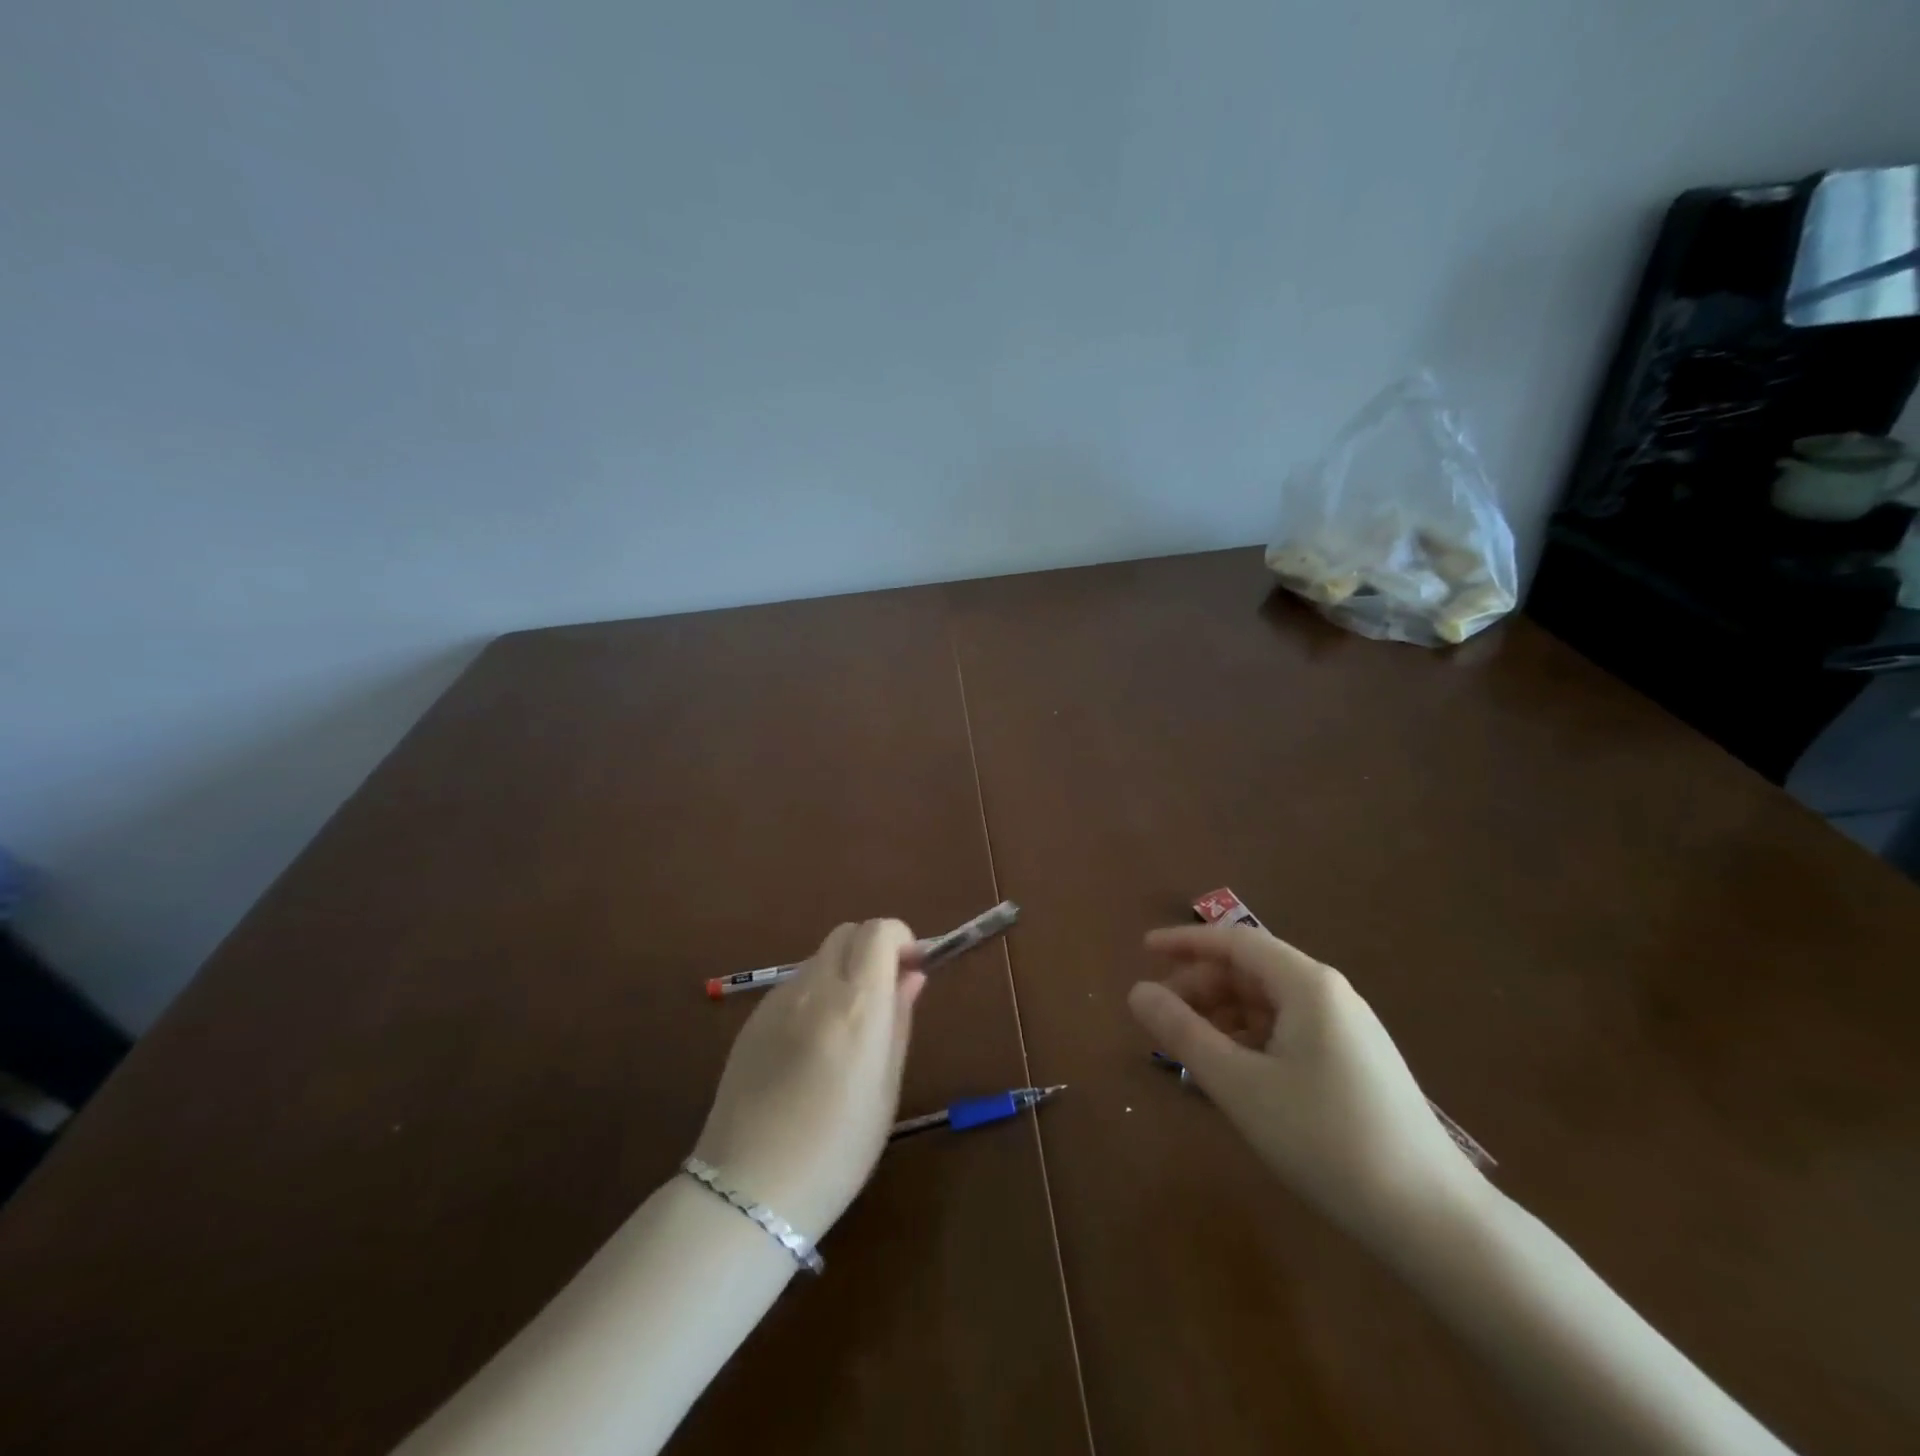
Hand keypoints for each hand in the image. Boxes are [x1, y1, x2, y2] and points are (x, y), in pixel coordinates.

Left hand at [692, 920, 924, 1237]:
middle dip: (872, 949)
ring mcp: (777, 1000)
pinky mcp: (752, 1018)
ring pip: (819, 957)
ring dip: (843, 971)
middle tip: (884, 993)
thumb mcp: (886, 1087)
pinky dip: (814, 994)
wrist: (749, 1189)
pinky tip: (811, 1046)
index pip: (880, 931)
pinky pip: (794, 985)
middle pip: (847, 933)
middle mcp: (815, 987)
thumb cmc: (837, 1148)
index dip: (901, 940)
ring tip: (846, 1027)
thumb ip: (899, 1020)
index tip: (911, 970)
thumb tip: (912, 976)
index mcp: (857, 1003)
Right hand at [1128, 923, 1480, 1250]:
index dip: (1185, 941)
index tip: (1143, 950)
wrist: (1432, 1218)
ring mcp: (1348, 1029)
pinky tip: (1234, 1074)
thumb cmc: (1325, 1139)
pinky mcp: (1356, 1063)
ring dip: (1223, 1017)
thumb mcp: (1239, 1085)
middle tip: (1160, 1017)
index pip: (1234, 941)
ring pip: (1269, 1004)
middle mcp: (1330, 995)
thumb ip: (1183, 1033)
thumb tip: (1137, 992)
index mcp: (1306, 984)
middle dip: (1201, 986)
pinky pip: (1290, 1032)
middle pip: (1251, 971)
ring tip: (1190, 1050)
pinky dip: (1251, 1040)